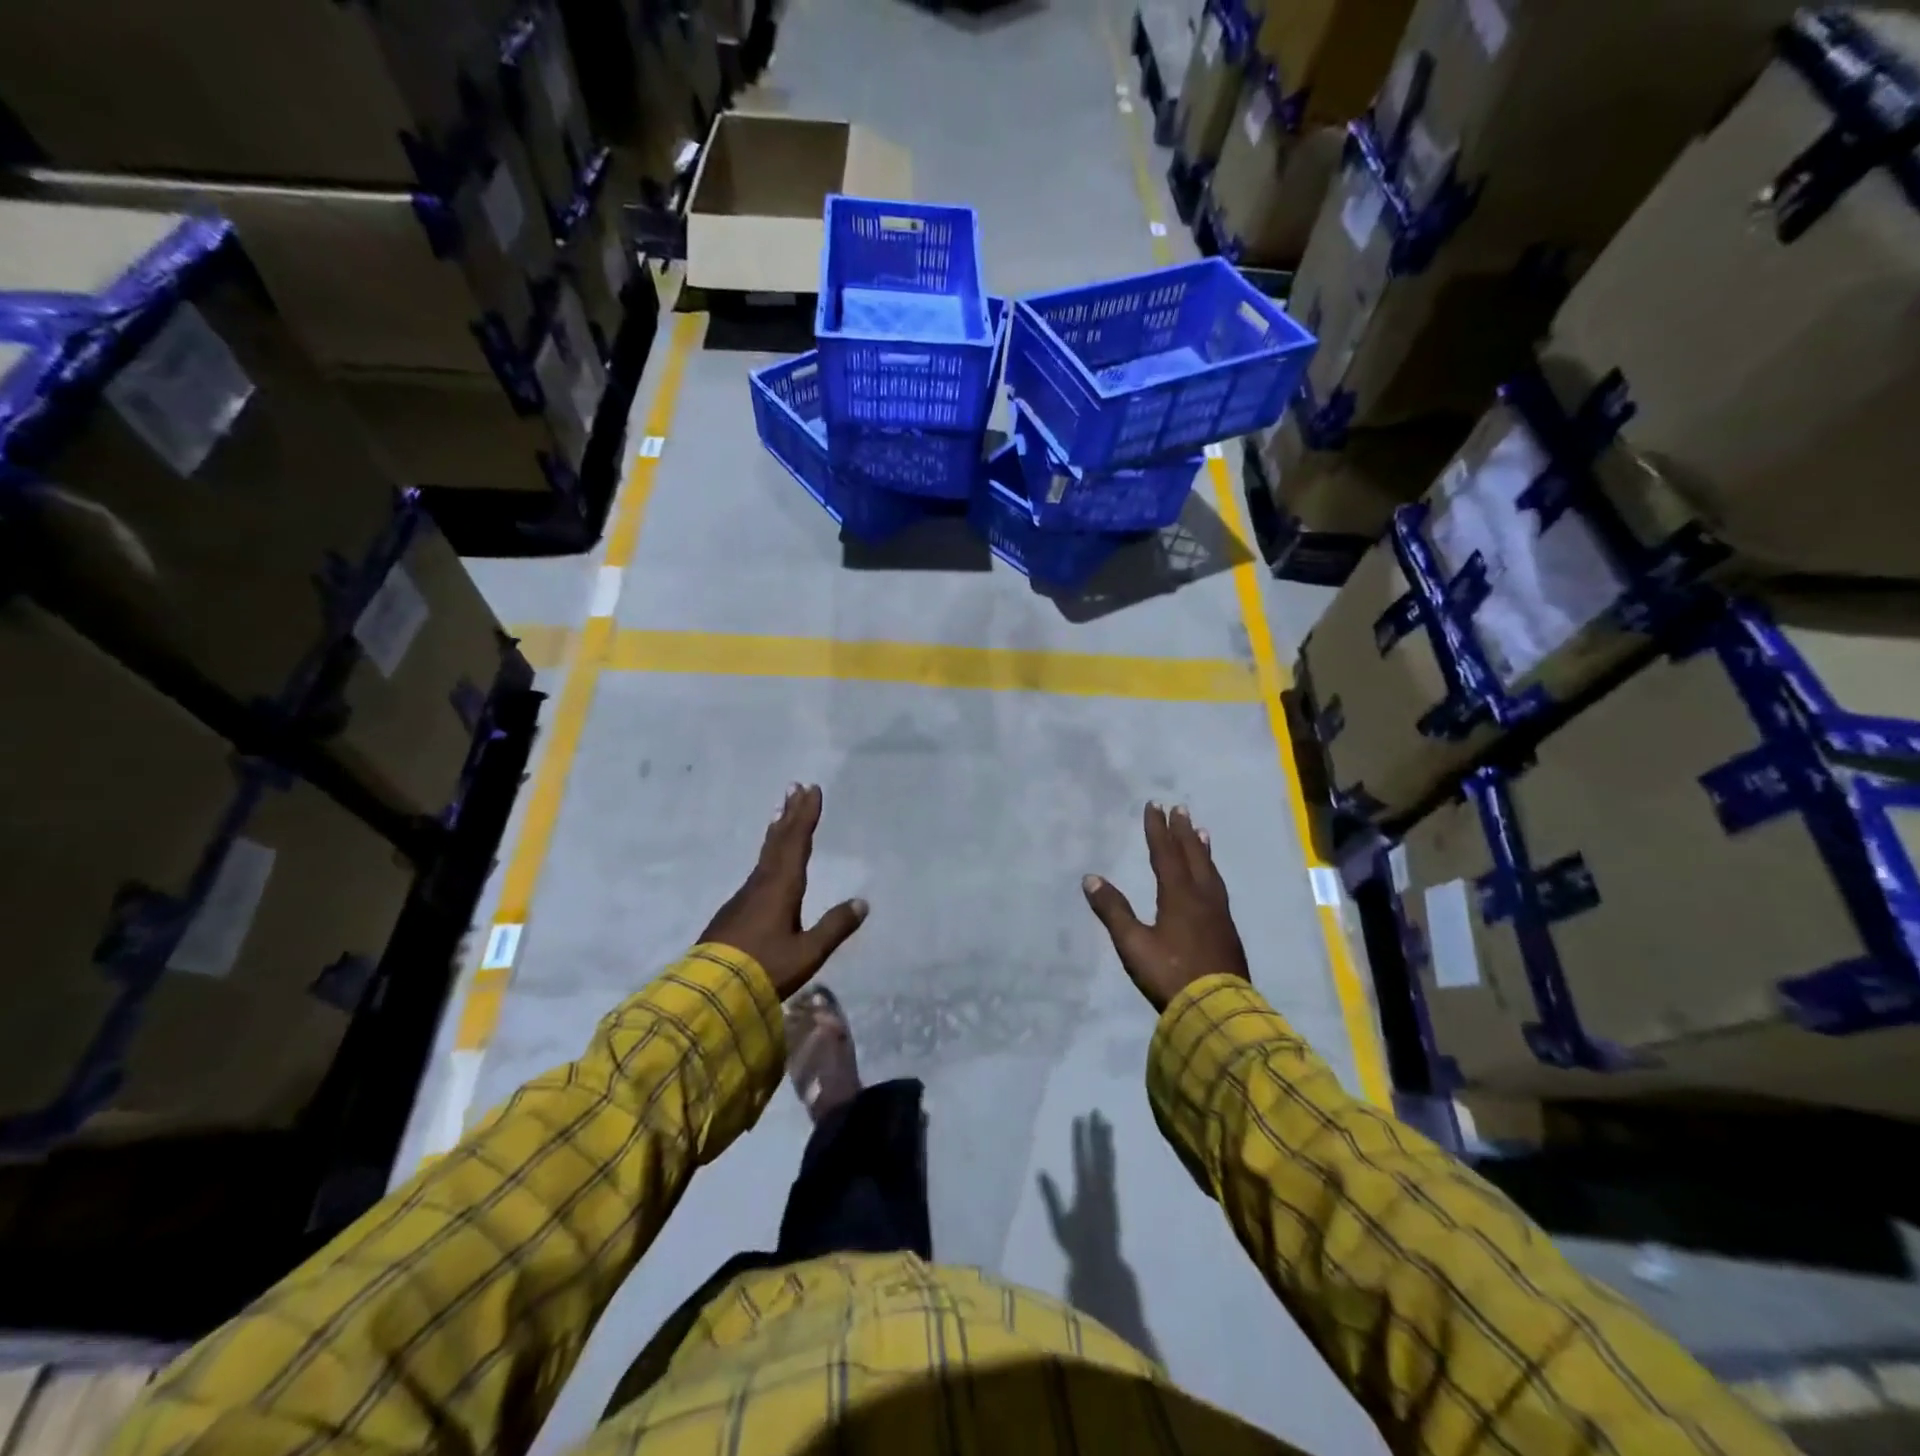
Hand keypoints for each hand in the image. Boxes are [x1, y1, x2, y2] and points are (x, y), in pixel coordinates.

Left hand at [700, 784, 866, 999]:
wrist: (710, 990)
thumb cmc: (765, 969)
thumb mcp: (808, 952)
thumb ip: (835, 926)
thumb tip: (862, 902)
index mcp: (782, 886)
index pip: (797, 842)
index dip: (806, 815)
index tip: (812, 790)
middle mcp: (762, 882)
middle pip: (778, 840)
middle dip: (790, 813)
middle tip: (794, 786)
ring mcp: (744, 895)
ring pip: (765, 853)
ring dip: (777, 830)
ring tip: (781, 813)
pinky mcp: (734, 910)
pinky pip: (757, 868)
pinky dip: (767, 852)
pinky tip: (768, 862)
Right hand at [1083, 803, 1249, 1011]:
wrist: (1217, 1009)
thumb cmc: (1170, 974)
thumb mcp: (1133, 944)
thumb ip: (1113, 910)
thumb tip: (1090, 878)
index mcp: (1179, 896)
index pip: (1165, 854)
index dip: (1158, 829)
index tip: (1154, 806)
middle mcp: (1202, 897)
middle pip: (1192, 857)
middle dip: (1183, 832)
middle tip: (1181, 808)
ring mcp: (1219, 914)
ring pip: (1210, 871)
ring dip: (1202, 849)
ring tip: (1201, 832)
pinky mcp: (1227, 931)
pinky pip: (1218, 888)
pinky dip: (1212, 871)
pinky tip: (1211, 878)